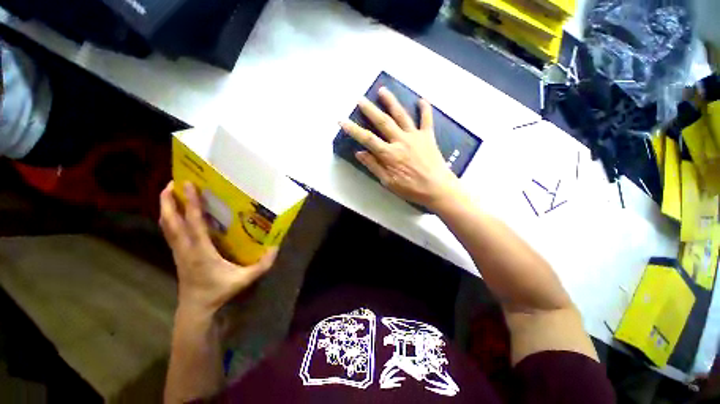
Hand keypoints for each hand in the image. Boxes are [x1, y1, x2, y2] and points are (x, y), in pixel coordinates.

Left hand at [159, 181, 277, 314]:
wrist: (196, 307)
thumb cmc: (219, 291)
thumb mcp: (244, 279)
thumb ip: (262, 265)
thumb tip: (276, 248)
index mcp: (201, 251)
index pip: (193, 223)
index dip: (190, 203)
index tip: (188, 185)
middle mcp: (185, 247)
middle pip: (170, 221)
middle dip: (168, 200)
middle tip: (172, 181)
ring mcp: (178, 251)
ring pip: (166, 226)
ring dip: (166, 208)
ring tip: (169, 192)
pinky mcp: (177, 253)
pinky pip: (170, 232)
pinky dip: (169, 219)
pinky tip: (174, 213)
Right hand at [340, 87, 459, 210]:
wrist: (438, 188)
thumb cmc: (412, 189)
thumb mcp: (389, 182)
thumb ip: (374, 166)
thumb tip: (359, 153)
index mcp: (390, 154)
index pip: (367, 138)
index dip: (353, 129)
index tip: (342, 120)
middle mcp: (401, 141)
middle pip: (383, 121)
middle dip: (370, 109)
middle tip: (360, 99)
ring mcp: (415, 136)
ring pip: (401, 115)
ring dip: (391, 102)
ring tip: (383, 90)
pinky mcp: (428, 136)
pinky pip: (426, 119)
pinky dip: (425, 109)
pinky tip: (422, 99)